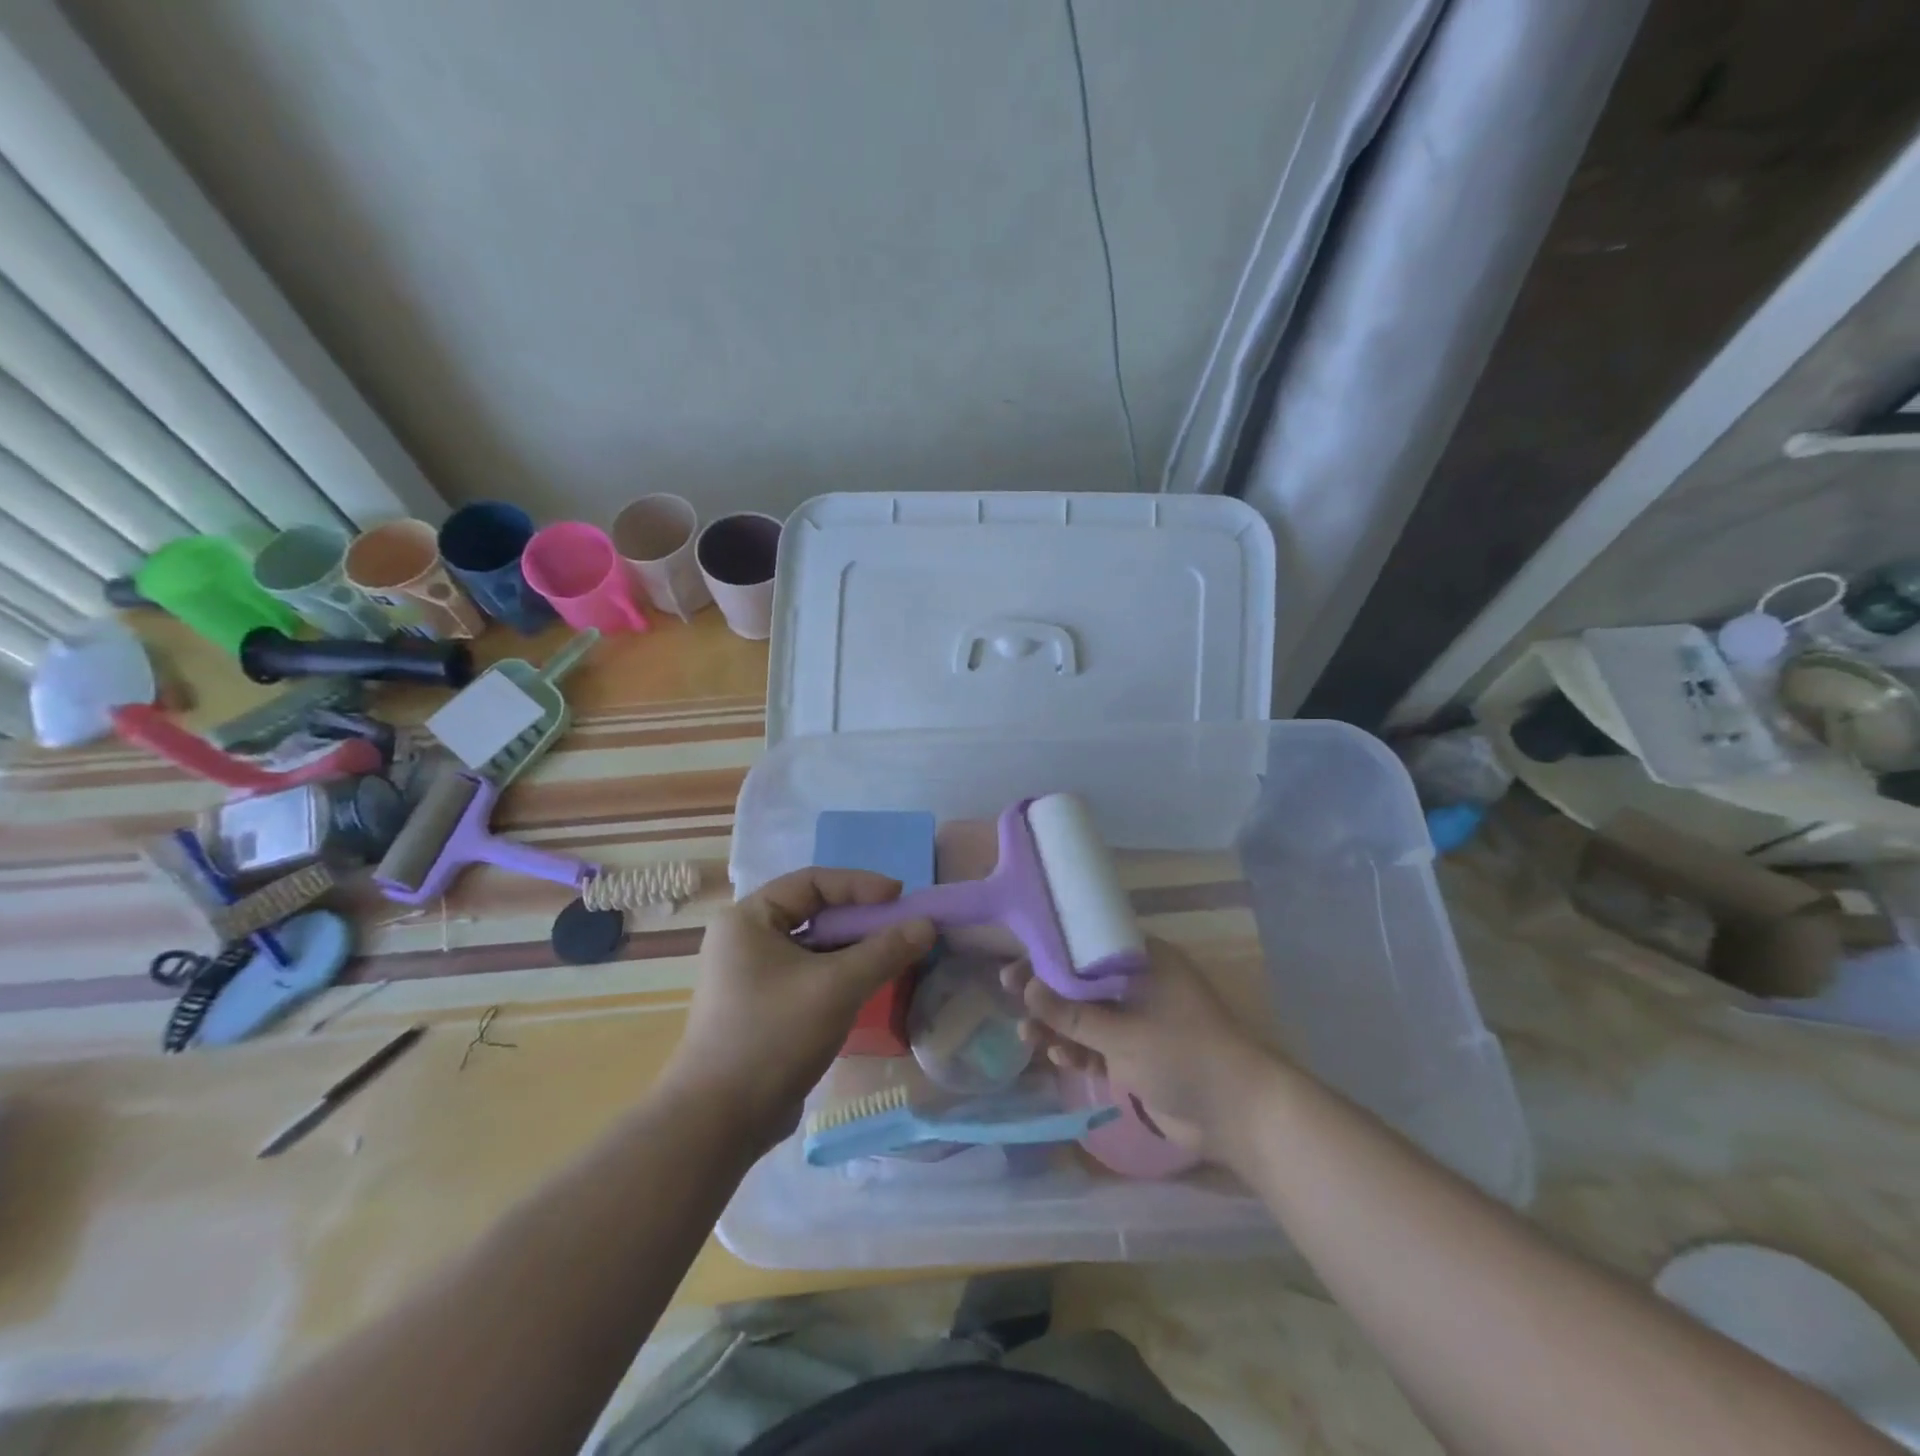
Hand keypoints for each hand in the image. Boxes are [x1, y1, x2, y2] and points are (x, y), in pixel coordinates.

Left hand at [662, 869, 933, 1155]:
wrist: (719, 1123)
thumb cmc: (773, 1036)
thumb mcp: (836, 987)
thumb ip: (884, 951)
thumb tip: (927, 925)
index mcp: (748, 919)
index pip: (811, 882)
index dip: (859, 885)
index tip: (900, 896)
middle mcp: (745, 940)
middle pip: (814, 913)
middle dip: (860, 919)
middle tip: (902, 927)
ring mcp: (752, 976)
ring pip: (814, 948)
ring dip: (854, 949)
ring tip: (894, 956)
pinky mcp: (763, 1008)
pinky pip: (809, 976)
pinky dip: (841, 975)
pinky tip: (870, 986)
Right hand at [1004, 938, 1278, 1166]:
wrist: (1237, 1113)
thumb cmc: (1182, 1054)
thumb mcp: (1121, 1033)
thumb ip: (1072, 1012)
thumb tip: (1026, 987)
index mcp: (1142, 960)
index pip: (1086, 944)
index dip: (1049, 952)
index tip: (1018, 962)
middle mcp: (1139, 983)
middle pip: (1081, 980)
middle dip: (1048, 992)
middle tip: (1011, 994)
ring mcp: (1138, 1019)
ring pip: (1087, 1016)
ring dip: (1058, 1025)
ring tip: (1027, 1036)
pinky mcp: (1138, 1053)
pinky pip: (1099, 1044)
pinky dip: (1079, 1050)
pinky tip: (1058, 1057)